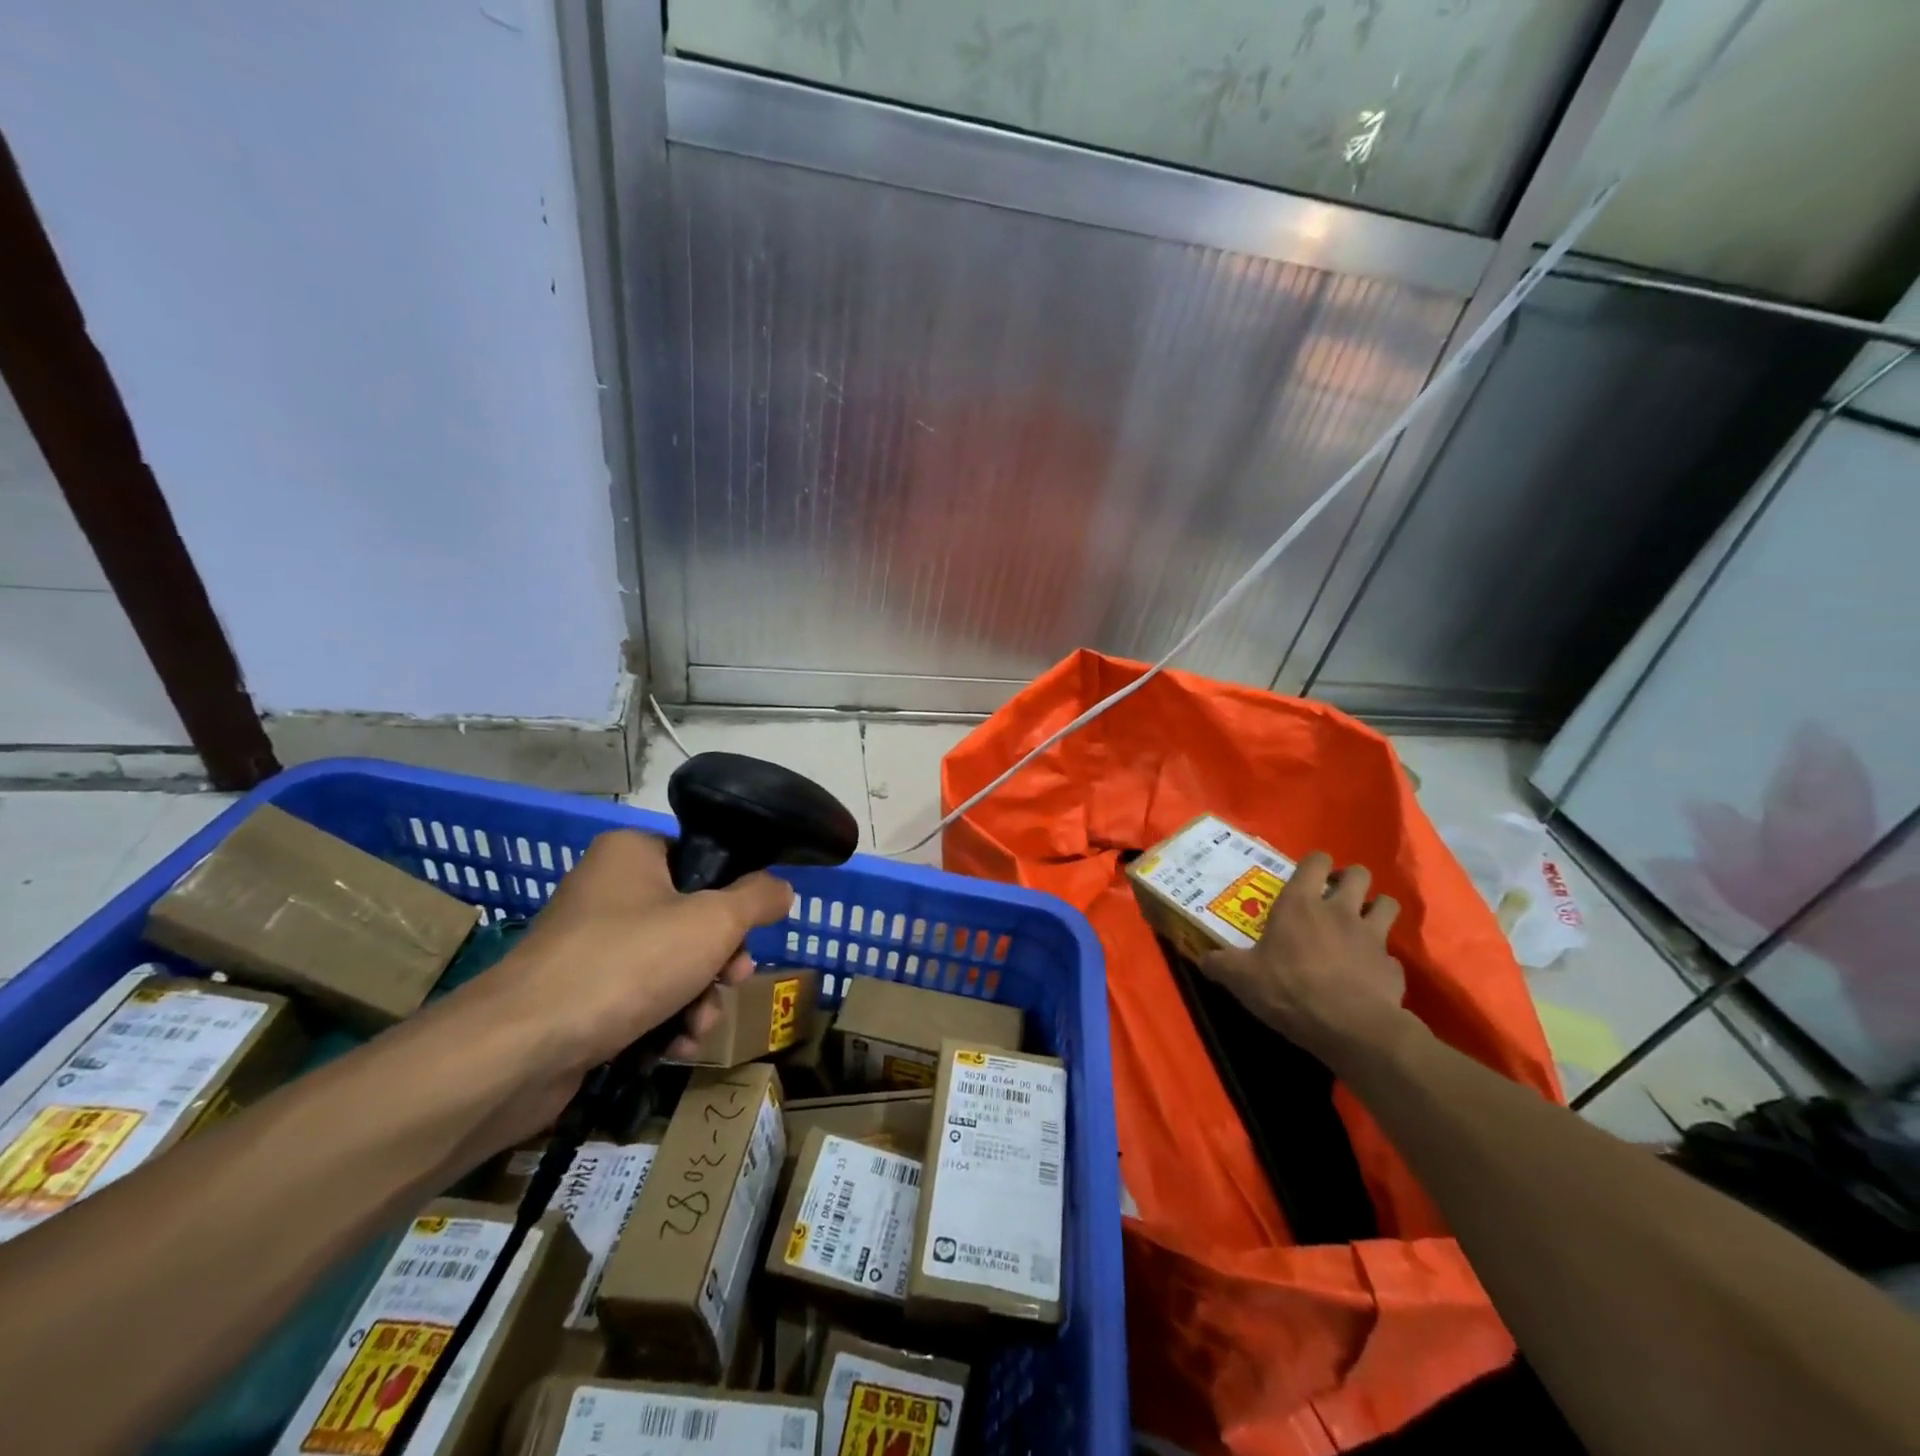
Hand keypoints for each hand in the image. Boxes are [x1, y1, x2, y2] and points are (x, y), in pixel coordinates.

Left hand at [439, 829, 791, 1137]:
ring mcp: (589, 945)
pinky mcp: (578, 994)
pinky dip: (665, 1018)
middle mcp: (607, 890)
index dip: (734, 898)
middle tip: (733, 981)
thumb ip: (758, 899)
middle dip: (720, 960)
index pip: (700, 861)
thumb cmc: (628, 962)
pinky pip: (639, 996)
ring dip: (699, 997)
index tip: (748, 934)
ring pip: (670, 962)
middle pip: (690, 917)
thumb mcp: (714, 922)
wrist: (523, 1048)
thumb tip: (783, 888)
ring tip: (702, 1025)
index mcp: (632, 853)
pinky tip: (678, 1045)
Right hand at [1199, 851, 1410, 1066]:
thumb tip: (1202, 959)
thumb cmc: (1289, 989)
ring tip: (1360, 925)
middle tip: (1335, 897)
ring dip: (1376, 909)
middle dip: (1350, 880)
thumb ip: (1221, 964)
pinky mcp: (1392, 968)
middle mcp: (1340, 911)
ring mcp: (1373, 937)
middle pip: (1359, 874)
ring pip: (1387, 905)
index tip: (1306, 877)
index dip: (1314, 863)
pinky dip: (1381, 961)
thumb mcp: (1241, 978)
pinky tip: (1367, 975)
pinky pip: (1390, 956)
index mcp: (1301, 904)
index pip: (1315, 861)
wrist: (1350, 1028)